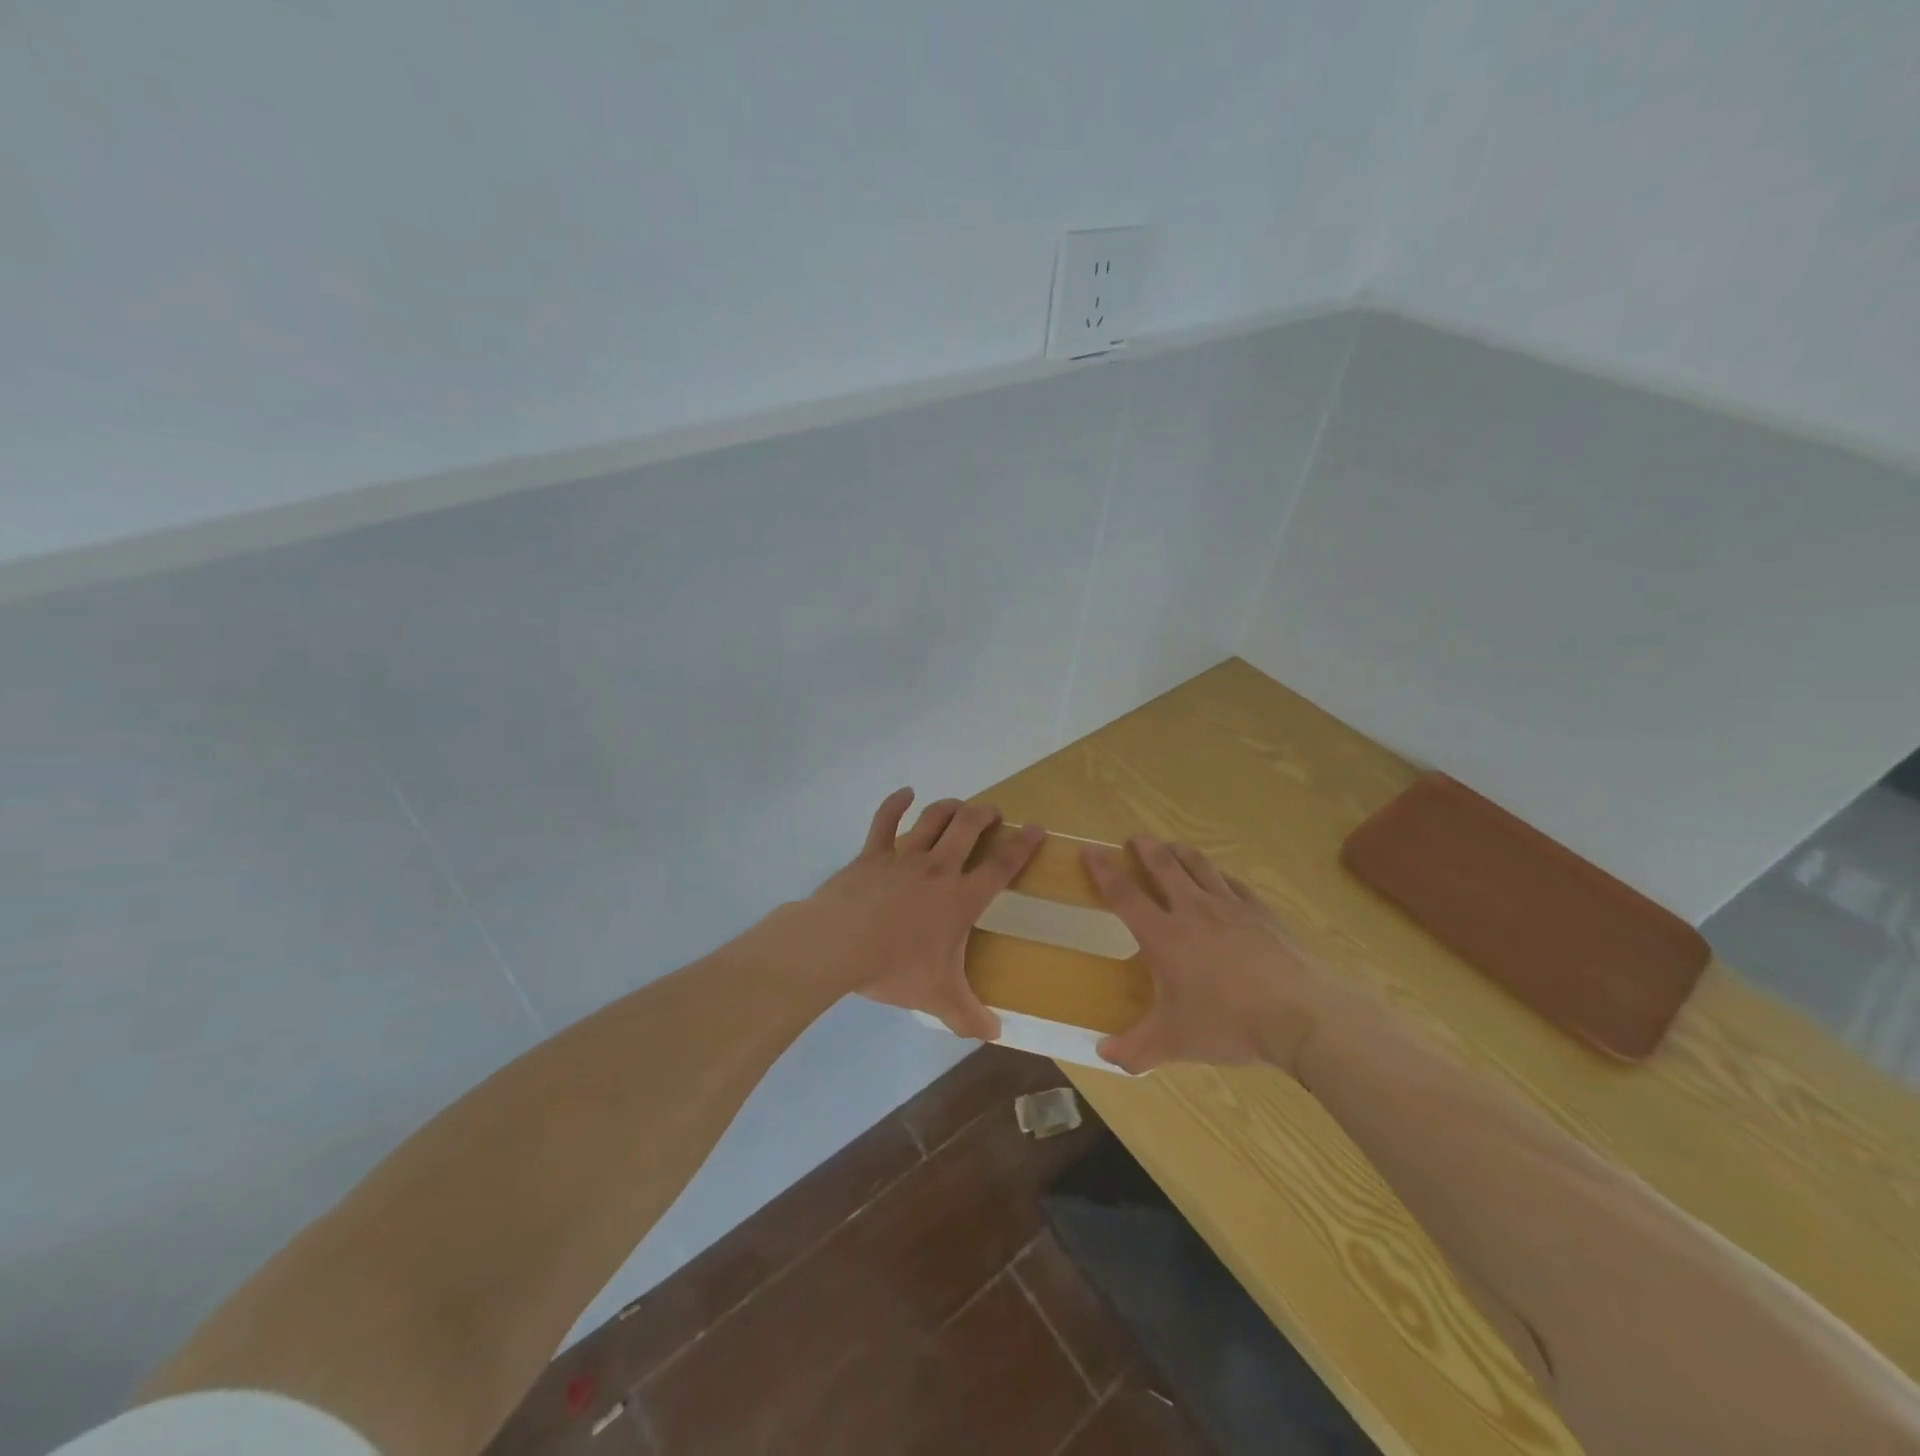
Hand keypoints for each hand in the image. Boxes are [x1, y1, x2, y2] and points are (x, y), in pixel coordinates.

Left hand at [798, 788, 1043, 1038]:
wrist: (840, 945)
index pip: (1001, 866)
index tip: (1036, 828)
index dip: (1022, 846)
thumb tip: (996, 1036)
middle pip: (968, 828)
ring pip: (934, 819)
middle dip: (985, 815)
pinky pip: (885, 821)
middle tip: (994, 812)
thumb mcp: (937, 998)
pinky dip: (896, 803)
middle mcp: (937, 869)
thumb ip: (969, 1016)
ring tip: (960, 806)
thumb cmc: (894, 968)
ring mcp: (904, 857)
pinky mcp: (872, 854)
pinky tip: (906, 792)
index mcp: (960, 898)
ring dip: (950, 807)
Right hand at [1083, 837, 1342, 1075]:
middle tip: (1135, 837)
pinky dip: (1222, 875)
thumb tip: (1102, 1055)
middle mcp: (1193, 911)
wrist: (1299, 1014)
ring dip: (1181, 853)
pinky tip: (1223, 878)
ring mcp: (1231, 907)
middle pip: (1164, 867)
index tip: (1089, 849)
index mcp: (1164, 936)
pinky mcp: (1262, 913)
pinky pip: (1236, 884)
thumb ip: (1135, 1050)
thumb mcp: (1174, 1042)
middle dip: (1146, 849)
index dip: (1104, 871)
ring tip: (1172, 846)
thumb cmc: (1227, 1023)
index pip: (1124, 895)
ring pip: (1200, 867)